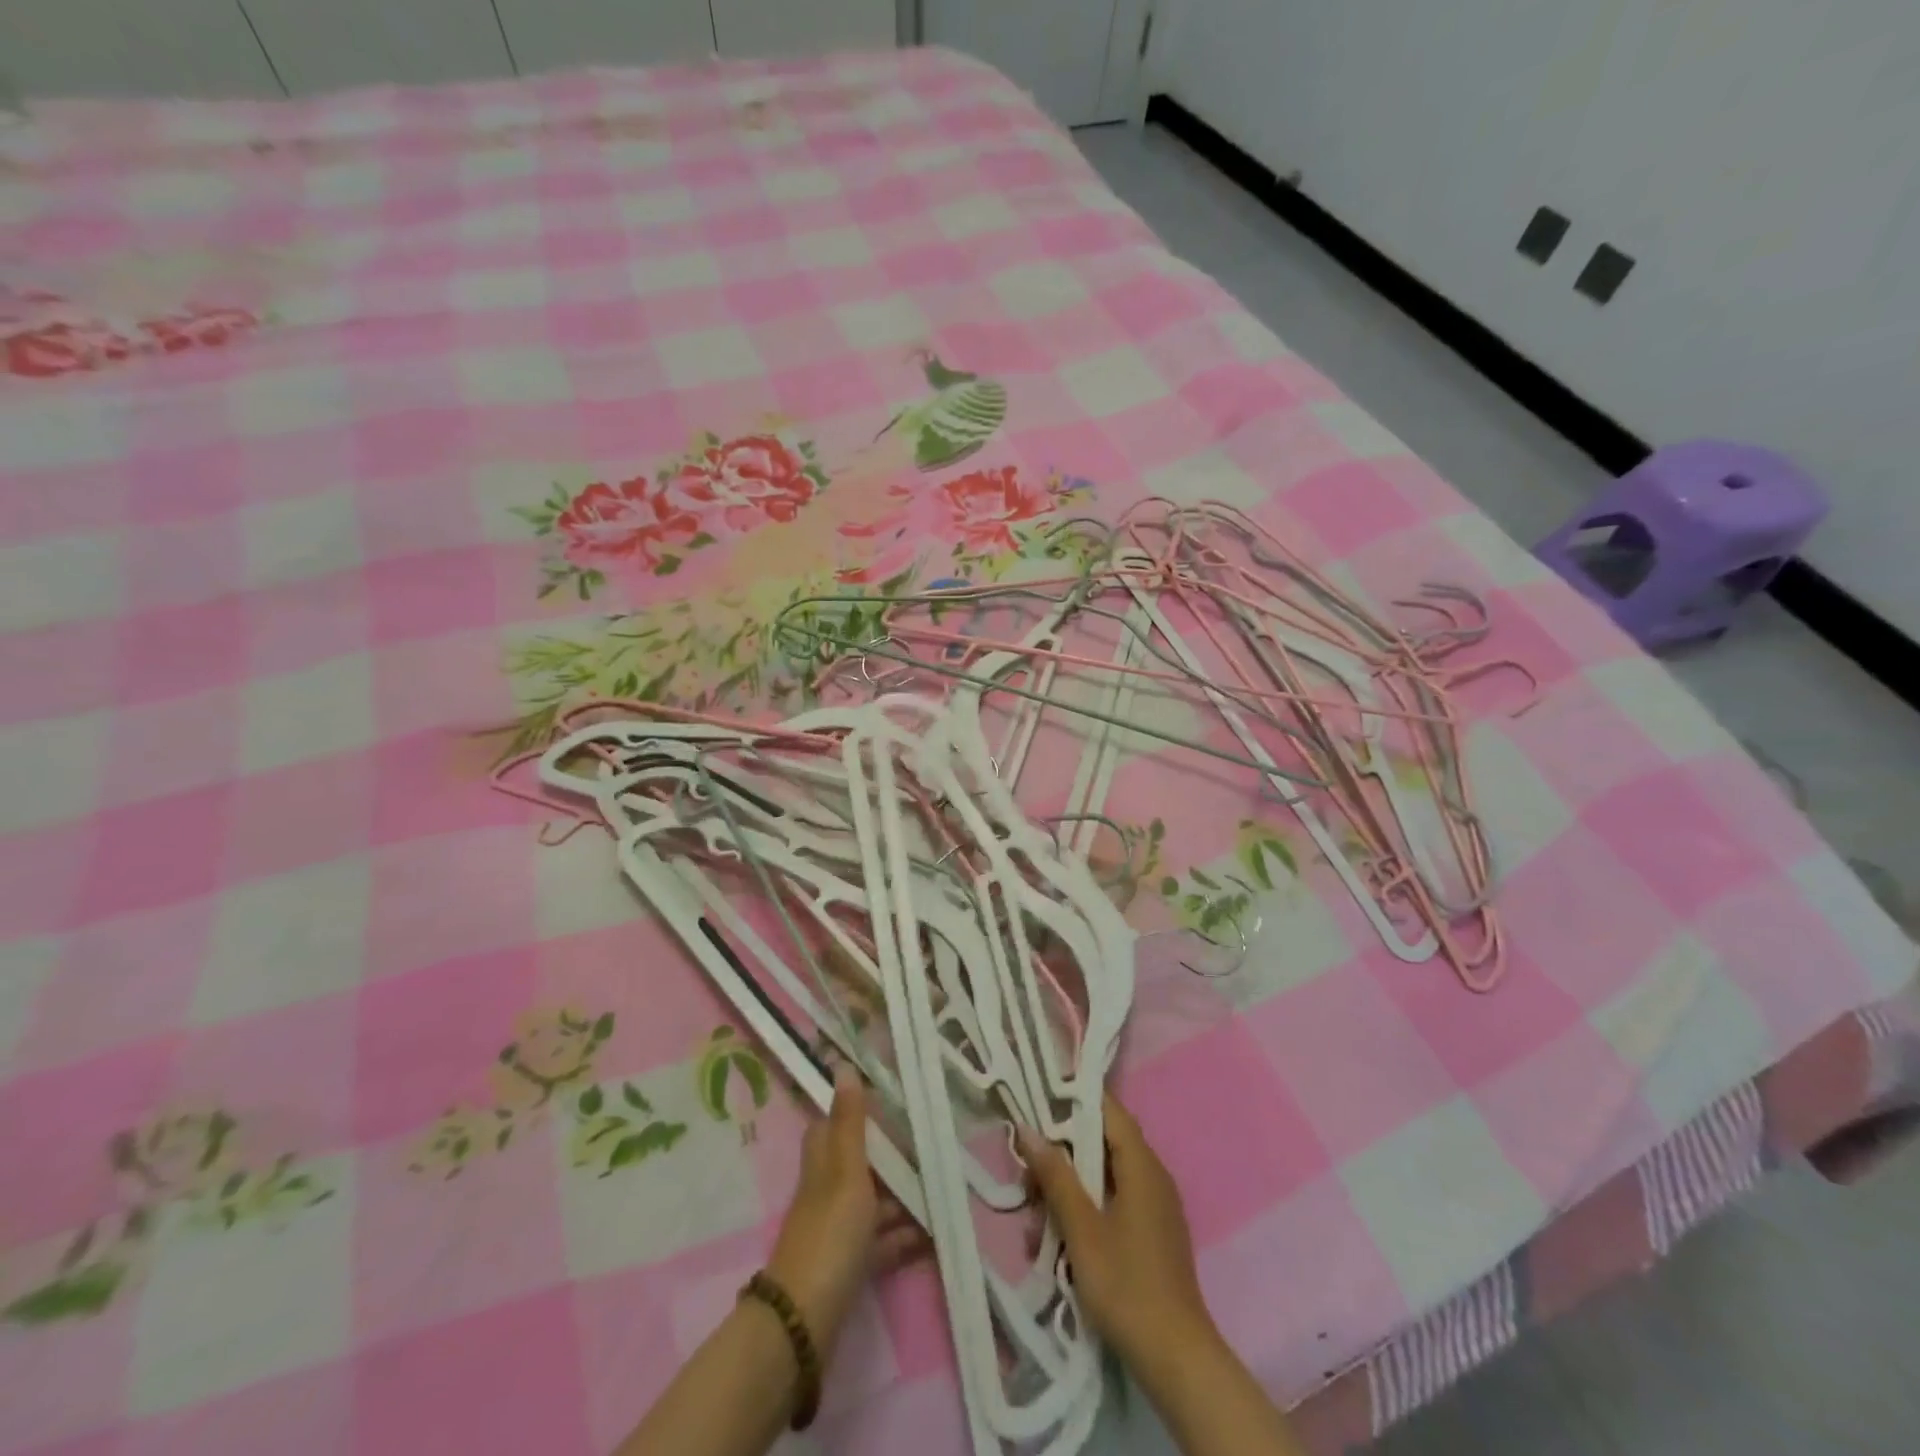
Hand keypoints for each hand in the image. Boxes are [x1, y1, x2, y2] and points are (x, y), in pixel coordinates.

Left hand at [765, 1064, 924, 1355]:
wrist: (805, 1321)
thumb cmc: (829, 1233)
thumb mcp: (846, 1172)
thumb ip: (850, 1124)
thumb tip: (843, 1067)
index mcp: (823, 1163)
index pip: (832, 1125)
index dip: (855, 1110)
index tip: (891, 1099)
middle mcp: (827, 1190)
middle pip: (859, 1163)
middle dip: (892, 1156)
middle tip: (930, 1144)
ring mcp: (837, 1228)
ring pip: (873, 1202)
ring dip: (903, 1197)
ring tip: (941, 1188)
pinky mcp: (849, 1264)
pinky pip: (880, 1241)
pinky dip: (902, 1236)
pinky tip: (931, 1233)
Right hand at [1018, 1092, 1217, 1372]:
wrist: (1176, 1360)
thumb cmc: (1126, 1285)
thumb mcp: (1082, 1228)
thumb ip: (1056, 1176)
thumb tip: (1028, 1129)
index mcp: (1142, 1165)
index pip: (1108, 1110)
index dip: (1074, 1098)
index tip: (1038, 1097)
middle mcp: (1152, 1176)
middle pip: (1101, 1144)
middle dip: (1062, 1156)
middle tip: (1027, 1175)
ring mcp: (1154, 1207)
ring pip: (1103, 1177)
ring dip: (1068, 1190)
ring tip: (1036, 1219)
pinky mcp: (1150, 1234)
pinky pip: (1112, 1203)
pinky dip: (1084, 1211)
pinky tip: (1057, 1241)